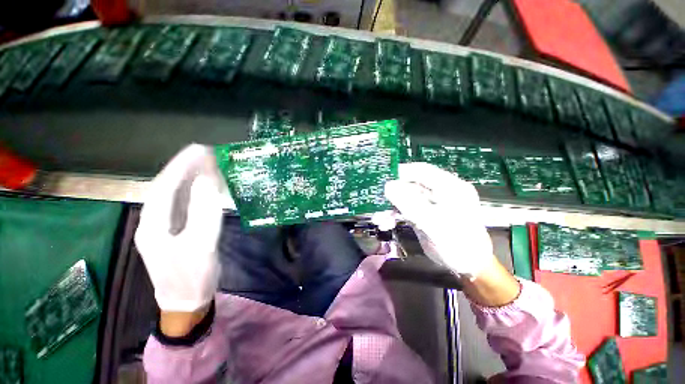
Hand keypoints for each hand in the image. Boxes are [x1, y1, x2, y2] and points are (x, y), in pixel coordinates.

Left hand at [135, 144, 231, 312]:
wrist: (187, 302)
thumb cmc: (192, 277)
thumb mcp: (200, 245)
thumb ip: (203, 213)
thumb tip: (207, 181)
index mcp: (153, 225)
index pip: (164, 187)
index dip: (180, 166)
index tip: (199, 150)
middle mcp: (153, 222)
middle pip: (167, 188)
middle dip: (184, 168)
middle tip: (205, 153)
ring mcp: (164, 227)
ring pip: (174, 196)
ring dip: (189, 178)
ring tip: (206, 164)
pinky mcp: (176, 231)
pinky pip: (183, 205)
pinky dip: (194, 192)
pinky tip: (204, 186)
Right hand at [384, 162, 495, 279]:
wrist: (468, 266)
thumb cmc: (458, 243)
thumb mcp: (433, 223)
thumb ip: (410, 204)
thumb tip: (388, 186)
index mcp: (449, 187)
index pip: (422, 171)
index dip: (402, 172)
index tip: (382, 177)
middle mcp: (438, 192)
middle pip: (410, 185)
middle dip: (392, 194)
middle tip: (377, 200)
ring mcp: (429, 204)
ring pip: (405, 199)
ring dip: (391, 208)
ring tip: (379, 218)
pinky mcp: (422, 215)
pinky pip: (405, 210)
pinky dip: (394, 216)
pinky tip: (385, 224)